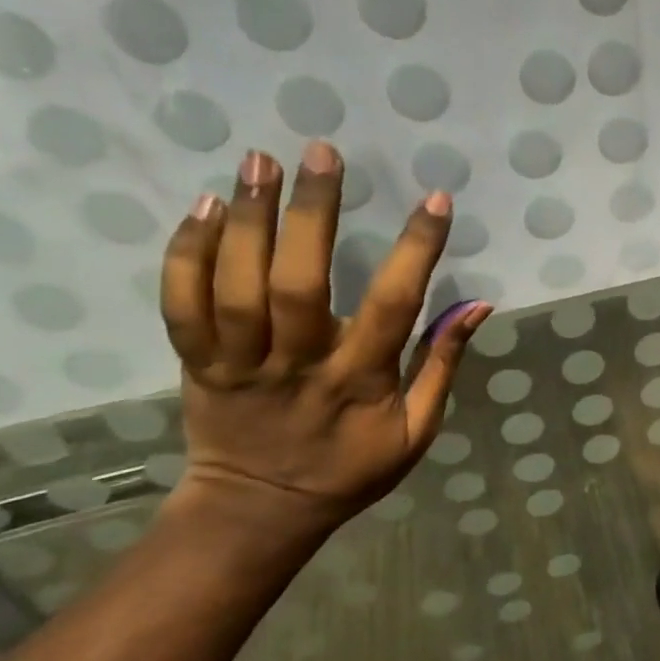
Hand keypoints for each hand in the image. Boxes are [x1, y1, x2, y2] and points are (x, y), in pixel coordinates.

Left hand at [159, 142, 490, 536]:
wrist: (259, 508)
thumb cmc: (350, 469)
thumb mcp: (416, 431)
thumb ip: (443, 366)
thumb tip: (478, 305)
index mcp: (359, 383)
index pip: (394, 308)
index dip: (416, 251)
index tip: (435, 200)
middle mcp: (297, 367)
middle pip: (298, 284)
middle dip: (311, 213)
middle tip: (321, 152)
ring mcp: (238, 365)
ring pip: (234, 287)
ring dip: (246, 219)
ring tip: (258, 160)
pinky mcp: (197, 364)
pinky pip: (181, 305)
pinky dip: (186, 254)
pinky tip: (204, 207)